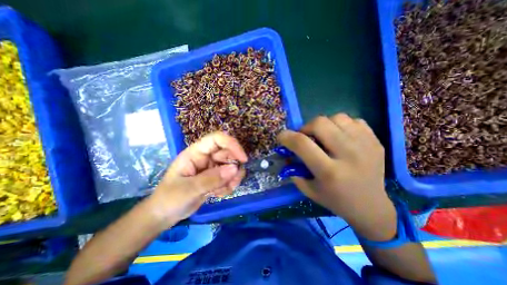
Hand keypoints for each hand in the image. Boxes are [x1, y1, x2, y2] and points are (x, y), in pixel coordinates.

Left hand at [146, 132, 247, 226]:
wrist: (164, 215)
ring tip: (221, 192)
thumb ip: (212, 179)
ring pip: (231, 166)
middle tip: (233, 183)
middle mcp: (206, 157)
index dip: (232, 144)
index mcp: (196, 153)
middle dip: (234, 168)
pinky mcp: (215, 177)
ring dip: (232, 179)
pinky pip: (229, 177)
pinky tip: (217, 194)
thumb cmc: (169, 199)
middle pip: (228, 153)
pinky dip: (228, 186)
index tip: (243, 159)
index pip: (217, 139)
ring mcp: (211, 167)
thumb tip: (235, 169)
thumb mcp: (189, 190)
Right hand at [279, 114, 397, 240]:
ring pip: (336, 117)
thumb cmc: (335, 200)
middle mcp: (349, 155)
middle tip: (305, 137)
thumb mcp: (308, 189)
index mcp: (329, 171)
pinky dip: (341, 125)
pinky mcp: (375, 140)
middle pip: (320, 123)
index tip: (282, 137)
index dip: (287, 136)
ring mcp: (365, 145)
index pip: (302, 143)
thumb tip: (287, 151)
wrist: (371, 206)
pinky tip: (340, 137)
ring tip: (324, 137)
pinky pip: (352, 120)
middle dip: (305, 128)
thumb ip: (293, 169)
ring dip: (324, 125)